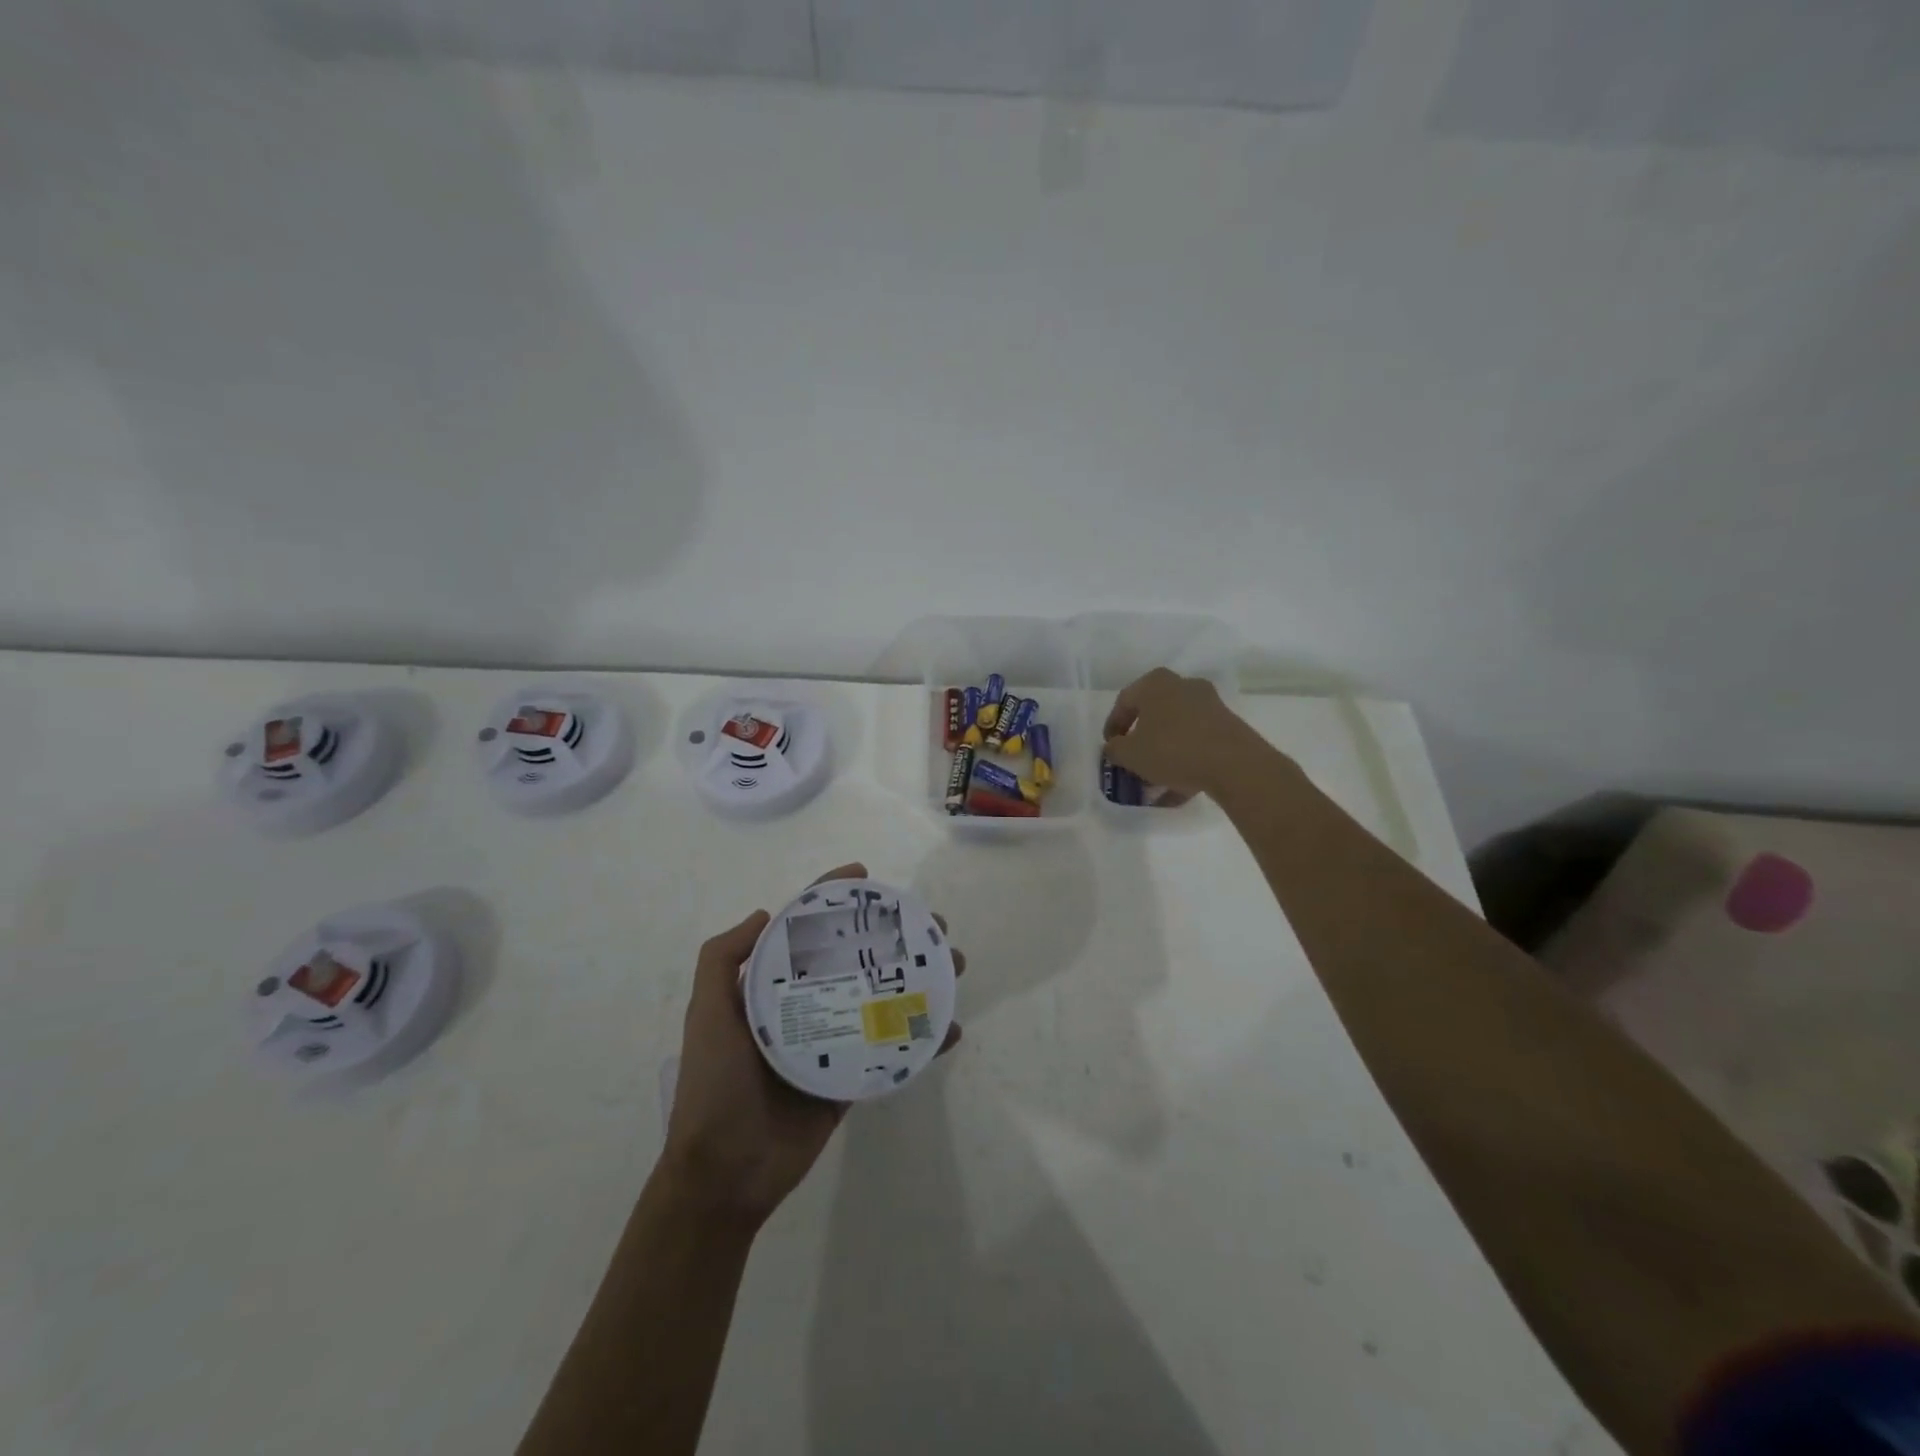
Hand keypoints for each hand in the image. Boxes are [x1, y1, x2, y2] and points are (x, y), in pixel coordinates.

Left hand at [658, 863, 964, 1228]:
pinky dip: (923, 1039)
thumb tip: (767, 912)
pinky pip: (893, 1050)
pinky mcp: (853, 1077)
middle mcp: (806, 1005)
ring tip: (953, 964)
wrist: (725, 1174)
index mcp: (773, 987)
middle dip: (895, 936)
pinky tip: (950, 1028)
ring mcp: (833, 1040)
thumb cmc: (714, 1085)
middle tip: (931, 924)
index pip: (806, 929)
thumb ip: (722, 959)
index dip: (832, 897)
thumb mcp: (707, 1013)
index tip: (865, 877)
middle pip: (857, 957)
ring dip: (921, 979)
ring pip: (883, 997)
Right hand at [1103, 668, 1270, 799]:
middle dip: (1141, 741)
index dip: (1113, 726)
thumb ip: (1114, 750)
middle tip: (1132, 762)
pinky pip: (1197, 742)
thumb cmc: (1171, 749)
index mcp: (1155, 683)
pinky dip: (1185, 761)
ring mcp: (1209, 704)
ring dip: (1163, 755)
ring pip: (1176, 730)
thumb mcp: (1130, 754)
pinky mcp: (1228, 725)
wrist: (1233, 764)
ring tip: (1154, 783)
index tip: (1110, 748)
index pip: (1125, 702)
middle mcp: (1183, 685)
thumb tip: (1114, 748)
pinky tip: (1178, 788)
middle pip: (1153, 715)